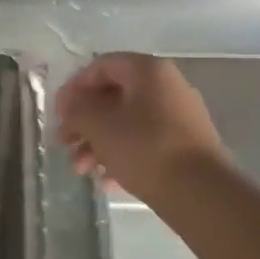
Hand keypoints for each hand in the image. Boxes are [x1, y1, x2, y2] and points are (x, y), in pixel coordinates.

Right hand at [55, 53, 228, 200]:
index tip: (58, 114)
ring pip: (127, 123)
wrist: (200, 192)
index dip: (74, 88)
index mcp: (148, 71)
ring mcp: (180, 117)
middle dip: (83, 122)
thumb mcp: (98, 125)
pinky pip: (145, 143)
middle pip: (113, 97)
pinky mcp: (186, 146)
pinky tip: (106, 181)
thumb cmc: (144, 148)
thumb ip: (76, 109)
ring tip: (82, 170)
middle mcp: (167, 86)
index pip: (101, 66)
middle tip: (64, 144)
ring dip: (98, 143)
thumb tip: (71, 103)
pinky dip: (122, 156)